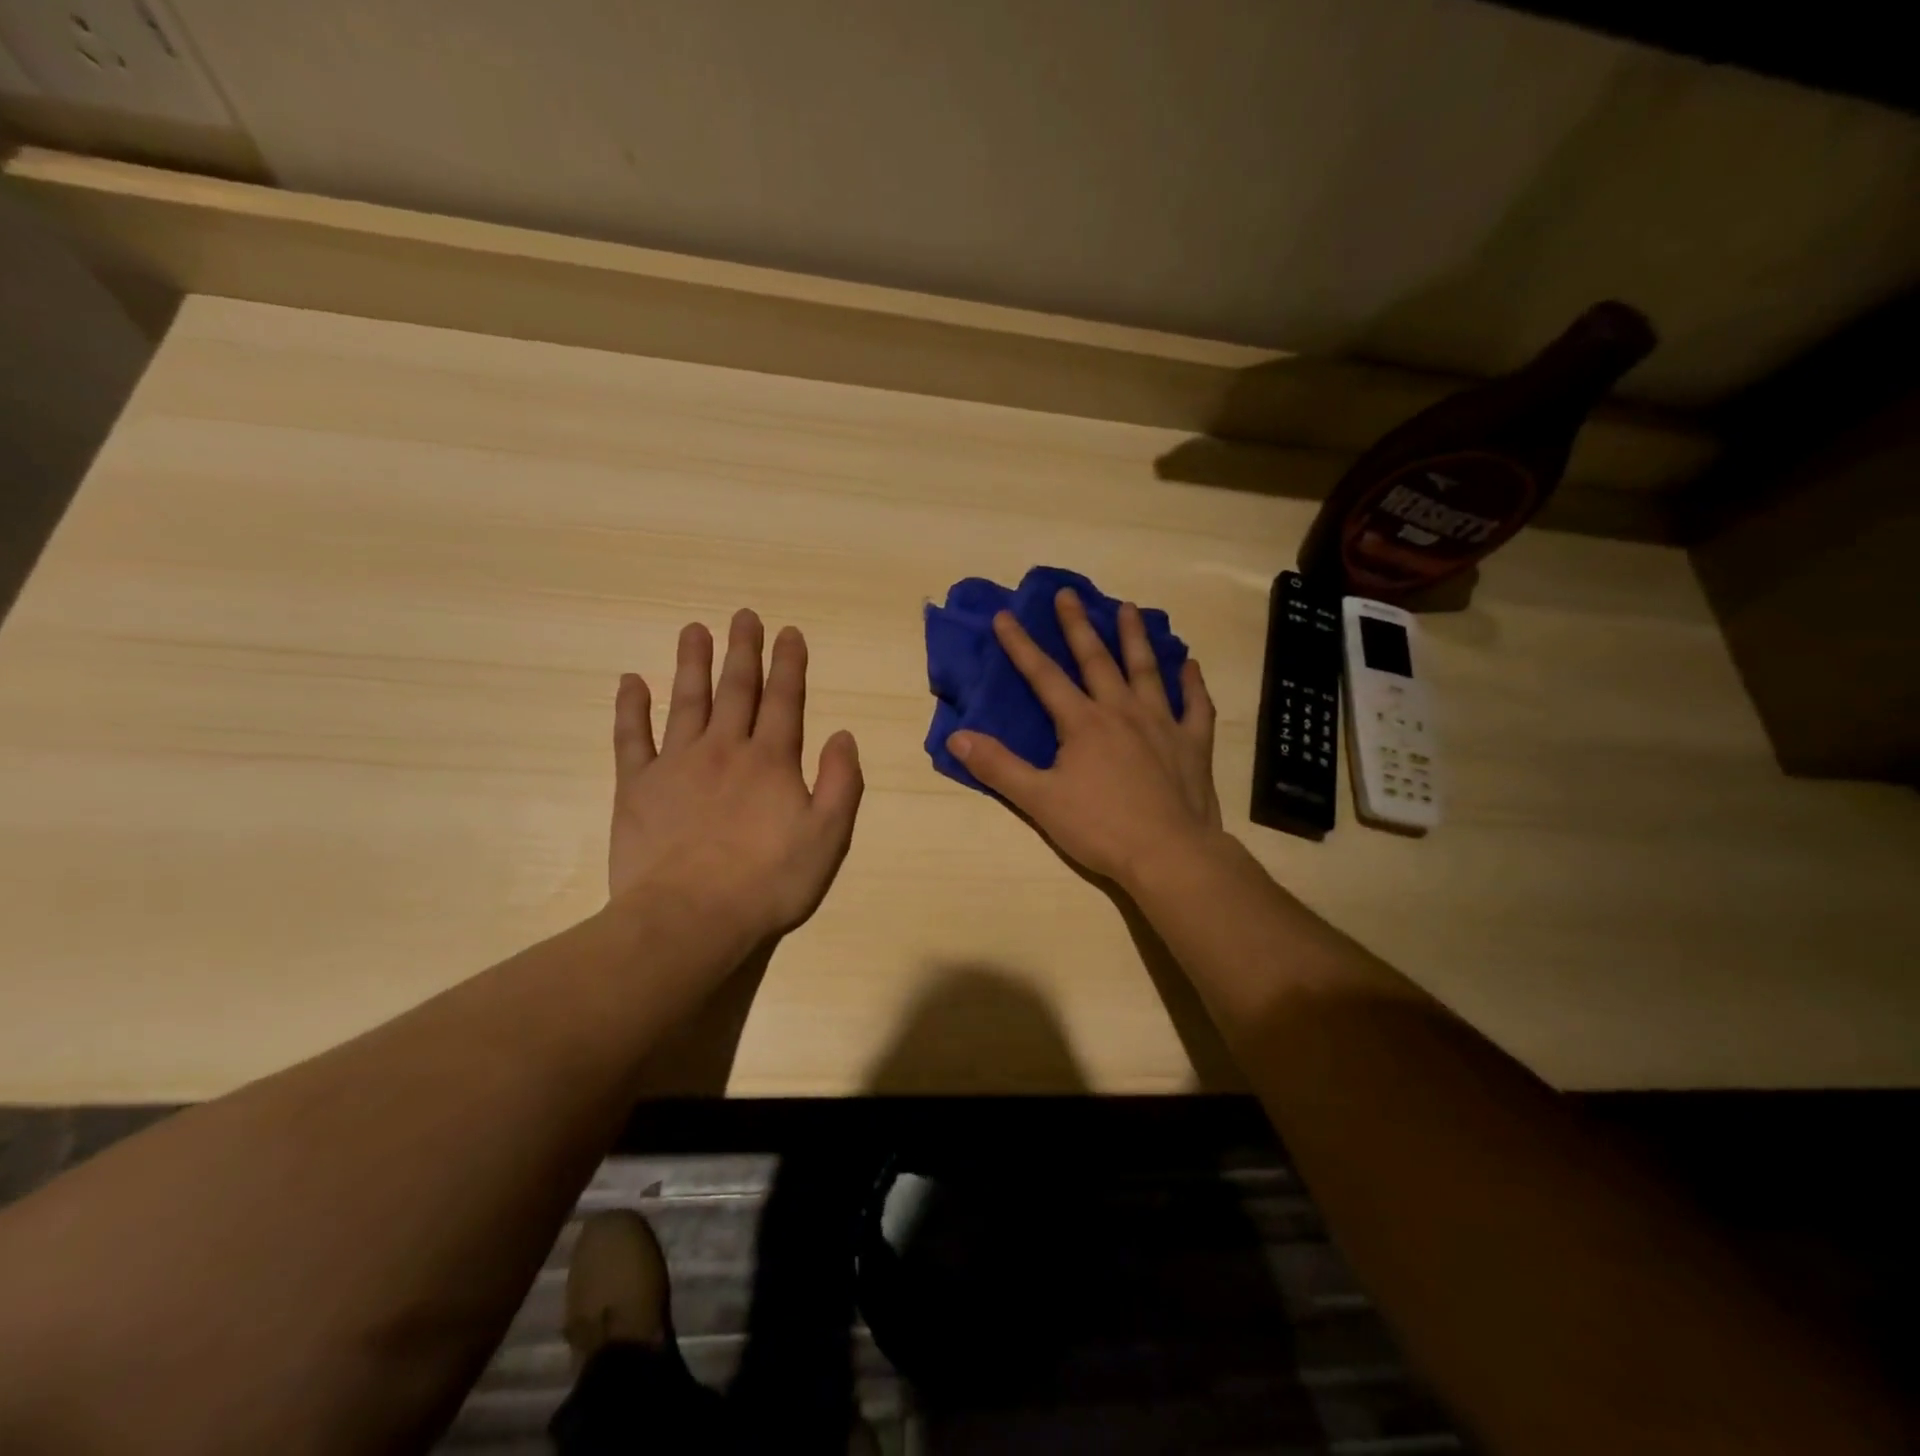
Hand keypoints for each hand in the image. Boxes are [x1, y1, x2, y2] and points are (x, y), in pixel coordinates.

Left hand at [608, 609, 863, 943]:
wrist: (689, 918)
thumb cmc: (768, 881)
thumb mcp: (828, 837)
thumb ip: (841, 782)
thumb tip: (842, 734)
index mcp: (771, 760)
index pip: (784, 700)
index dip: (789, 664)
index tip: (789, 632)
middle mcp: (724, 749)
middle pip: (736, 689)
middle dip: (743, 650)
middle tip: (744, 615)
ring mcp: (676, 764)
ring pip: (686, 701)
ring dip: (692, 663)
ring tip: (695, 629)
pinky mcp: (636, 786)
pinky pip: (630, 737)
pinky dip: (630, 708)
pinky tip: (630, 681)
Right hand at [947, 588, 1222, 888]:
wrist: (1168, 854)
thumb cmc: (1100, 828)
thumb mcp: (1039, 800)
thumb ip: (998, 766)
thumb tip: (957, 737)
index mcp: (1083, 723)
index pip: (1044, 676)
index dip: (1020, 646)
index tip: (1005, 616)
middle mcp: (1122, 712)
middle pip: (1096, 660)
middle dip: (1077, 626)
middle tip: (1069, 593)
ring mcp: (1162, 724)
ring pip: (1146, 670)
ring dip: (1135, 638)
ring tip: (1129, 607)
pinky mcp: (1193, 744)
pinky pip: (1195, 705)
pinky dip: (1192, 684)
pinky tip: (1190, 664)